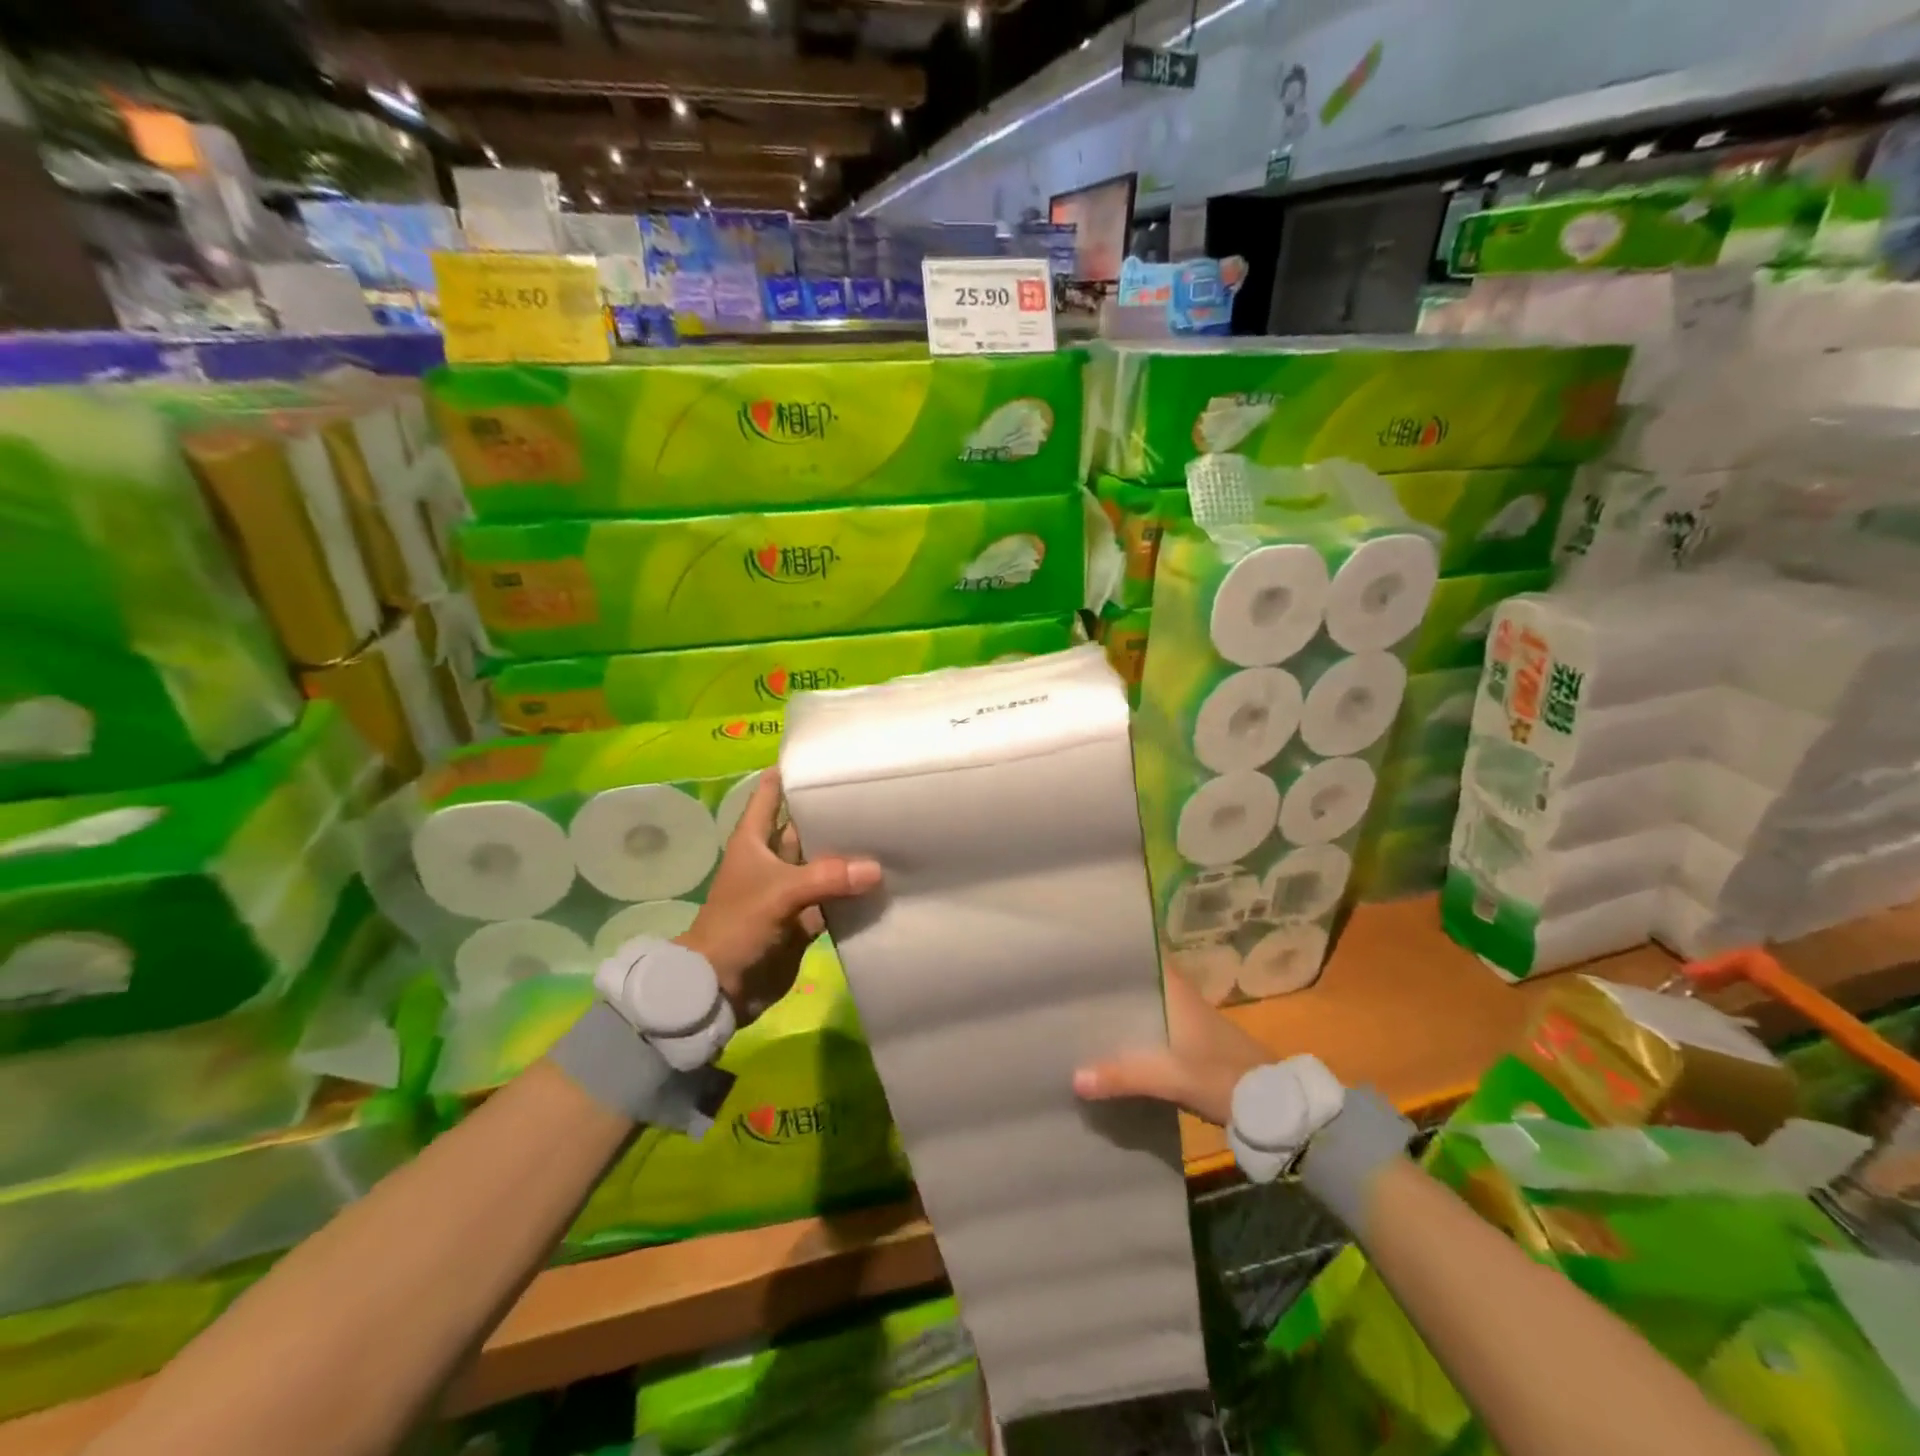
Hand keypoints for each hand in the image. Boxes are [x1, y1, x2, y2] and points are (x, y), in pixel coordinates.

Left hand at [677, 769, 880, 1022]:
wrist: (721, 988)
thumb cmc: (738, 926)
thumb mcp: (779, 894)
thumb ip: (827, 878)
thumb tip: (876, 869)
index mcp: (754, 840)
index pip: (770, 793)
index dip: (791, 772)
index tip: (824, 756)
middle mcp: (773, 858)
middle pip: (804, 826)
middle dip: (831, 812)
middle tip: (874, 792)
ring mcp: (790, 888)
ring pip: (823, 862)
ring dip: (847, 853)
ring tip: (888, 829)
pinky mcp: (804, 917)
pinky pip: (833, 898)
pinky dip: (853, 892)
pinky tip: (883, 879)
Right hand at [1073, 967, 1272, 1125]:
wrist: (1274, 1106)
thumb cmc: (1222, 1075)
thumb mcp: (1170, 1077)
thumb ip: (1123, 1075)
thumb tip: (1073, 1078)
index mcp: (1176, 989)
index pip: (1142, 954)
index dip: (1114, 949)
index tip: (1081, 948)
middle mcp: (1180, 995)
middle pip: (1137, 981)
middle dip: (1108, 984)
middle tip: (1069, 984)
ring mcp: (1188, 1019)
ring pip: (1145, 1004)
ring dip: (1121, 1009)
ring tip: (1081, 1012)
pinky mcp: (1192, 1042)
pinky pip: (1153, 1026)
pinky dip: (1134, 1031)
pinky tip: (1113, 1044)